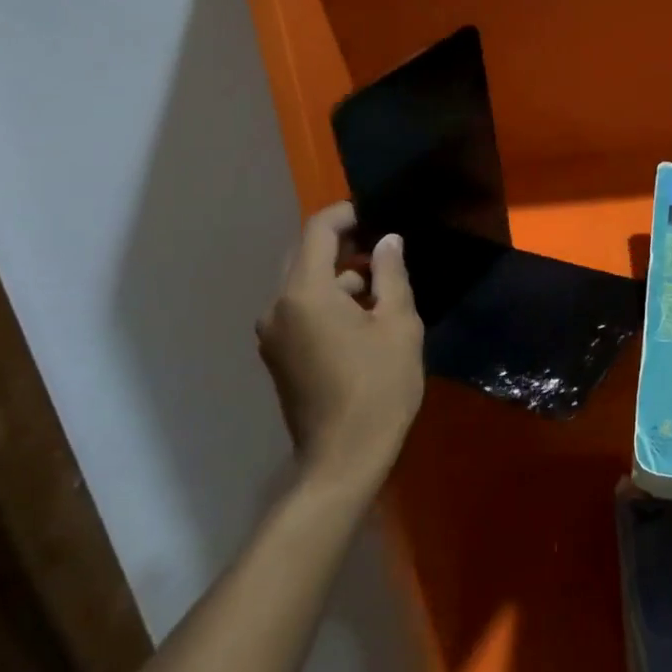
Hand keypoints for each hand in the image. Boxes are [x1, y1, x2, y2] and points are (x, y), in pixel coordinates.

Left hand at [256, 202, 424, 489]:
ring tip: (382, 290)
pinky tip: (362, 320)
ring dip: (339, 277)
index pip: (318, 231)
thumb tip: (388, 240)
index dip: (347, 214)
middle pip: (306, 256)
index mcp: (305, 293)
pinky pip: (300, 310)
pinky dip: (328, 302)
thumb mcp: (398, 325)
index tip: (377, 213)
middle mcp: (278, 307)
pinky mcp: (277, 355)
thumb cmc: (379, 387)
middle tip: (385, 250)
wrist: (343, 458)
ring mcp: (273, 333)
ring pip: (304, 285)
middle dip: (344, 246)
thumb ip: (391, 274)